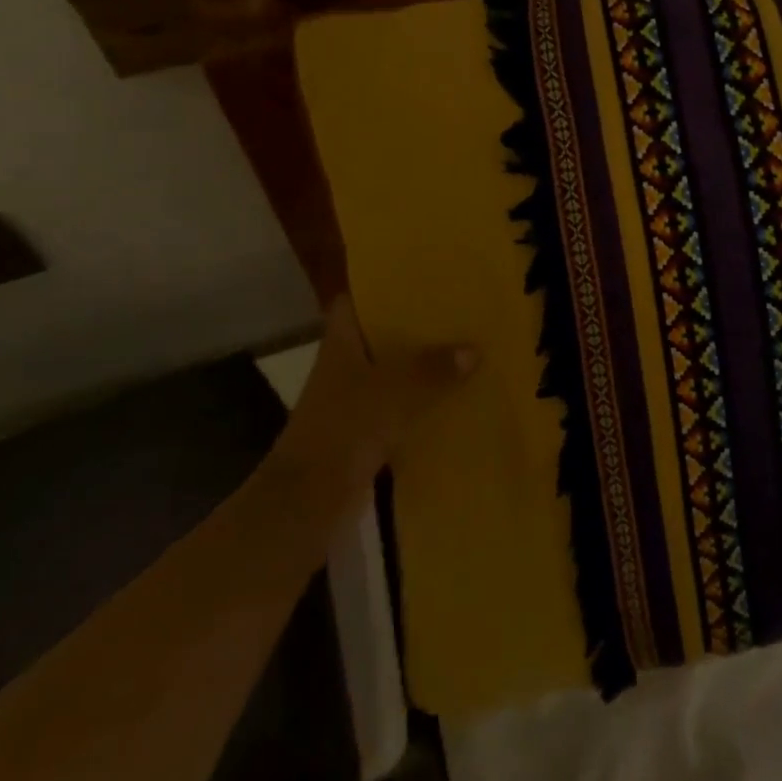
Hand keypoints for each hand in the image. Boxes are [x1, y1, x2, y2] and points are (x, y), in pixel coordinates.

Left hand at [272, 298, 476, 494]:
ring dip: (419, 368)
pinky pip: (398, 410)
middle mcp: (343, 368)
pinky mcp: (362, 436)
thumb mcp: (395, 390)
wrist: (307, 503)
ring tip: (462, 350)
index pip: (353, 302)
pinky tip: (452, 400)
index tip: (415, 278)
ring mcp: (351, 403)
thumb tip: (474, 349)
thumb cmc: (344, 428)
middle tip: (453, 310)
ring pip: (390, 375)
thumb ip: (433, 368)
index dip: (378, 287)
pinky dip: (419, 405)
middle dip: (412, 327)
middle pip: (378, 337)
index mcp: (341, 344)